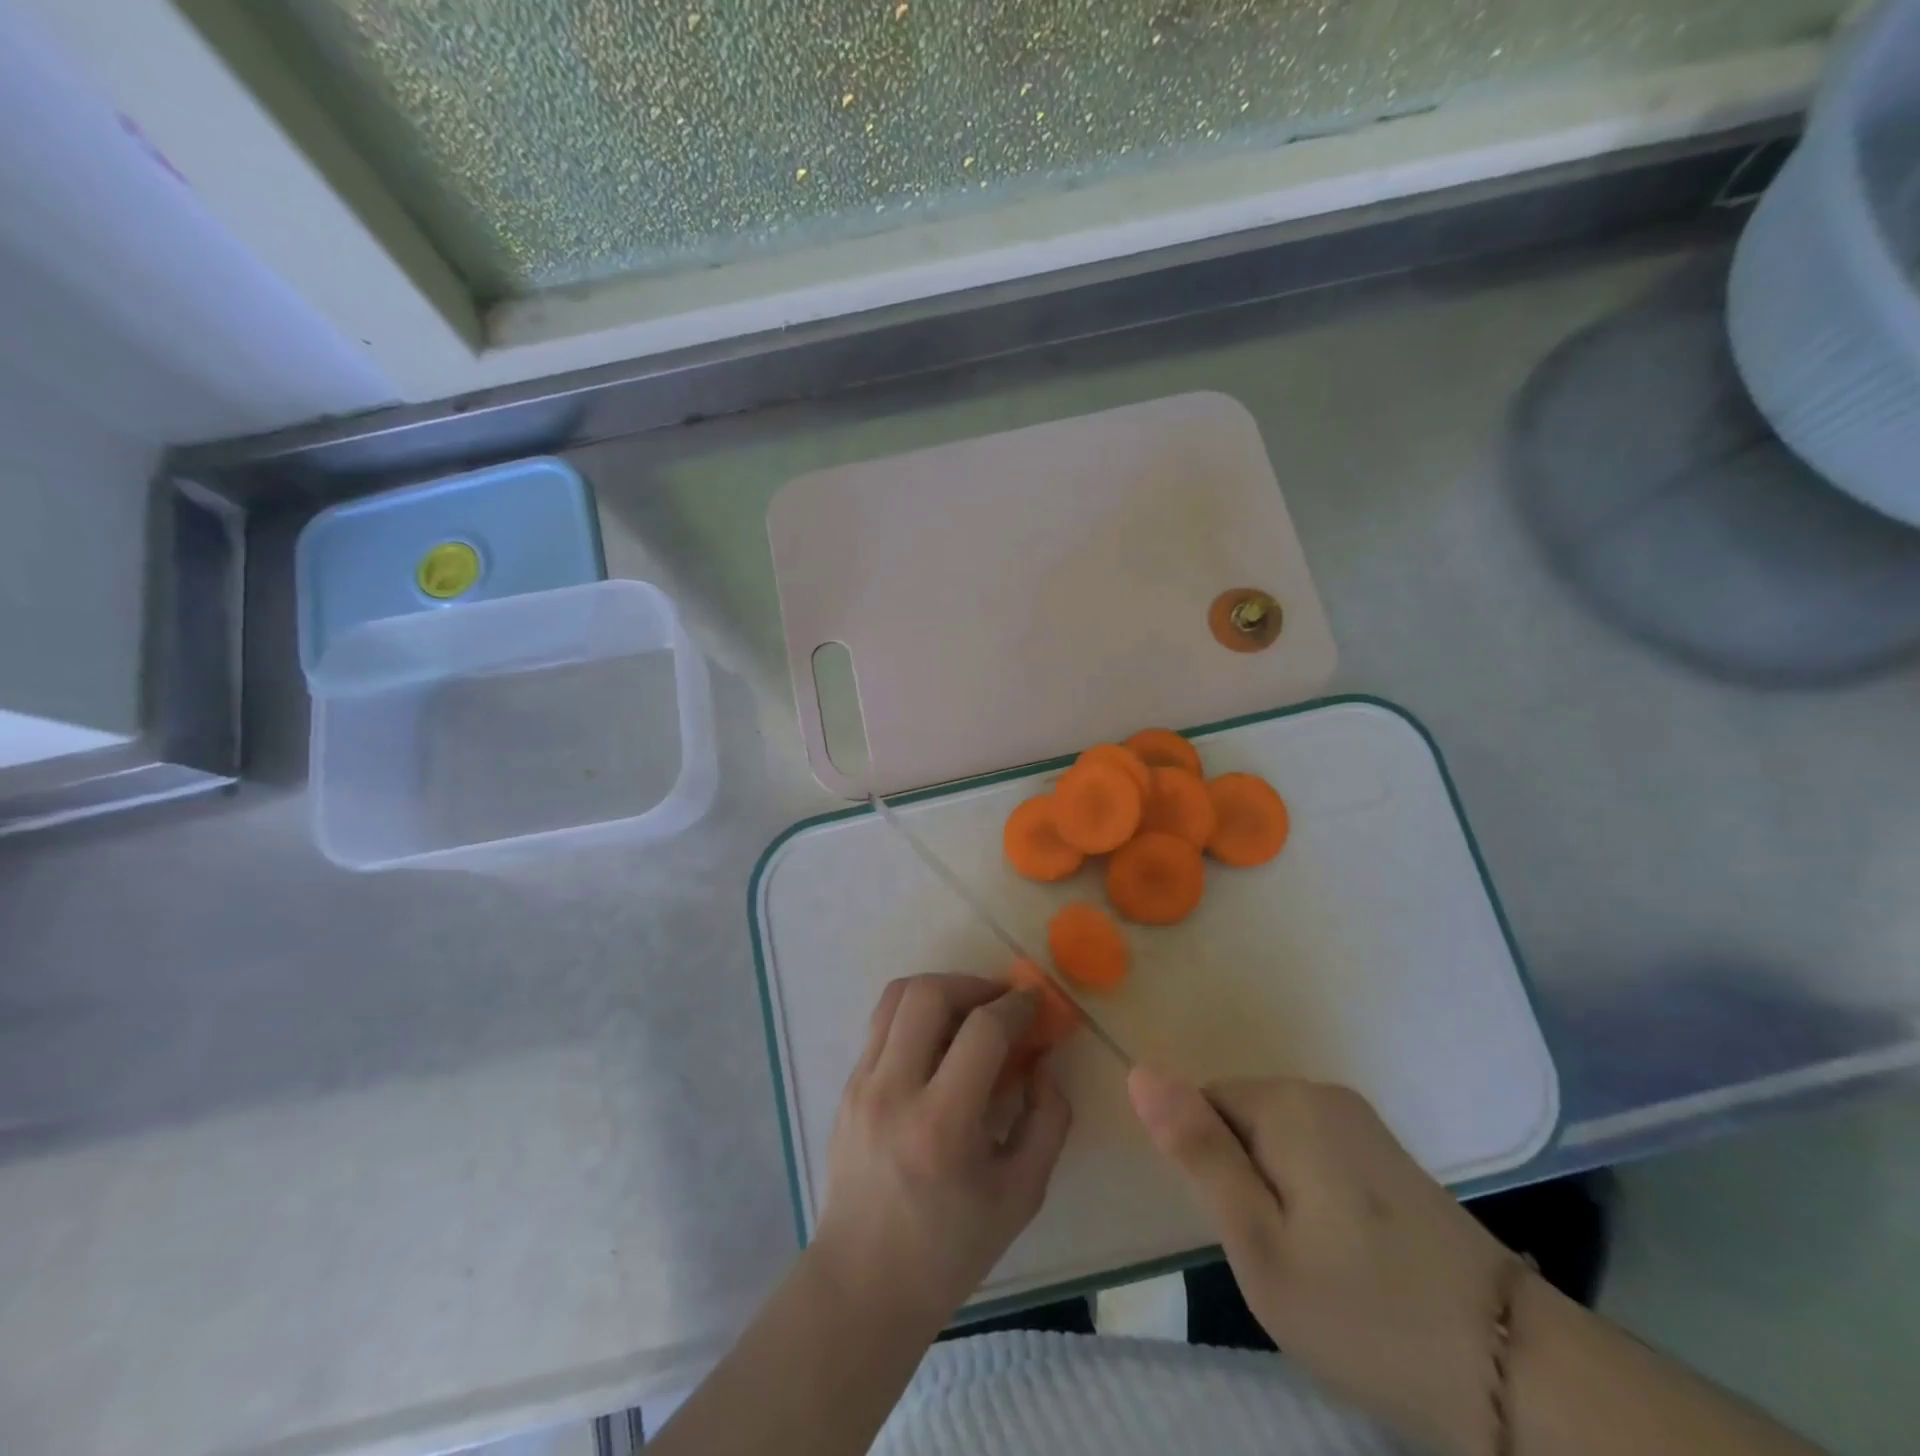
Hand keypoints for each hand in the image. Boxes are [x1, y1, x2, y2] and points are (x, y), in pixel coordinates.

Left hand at [814, 974, 1073, 1326]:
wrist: (863, 1284)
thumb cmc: (949, 1248)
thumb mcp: (1022, 1195)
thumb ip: (1048, 1121)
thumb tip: (1043, 1061)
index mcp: (941, 1125)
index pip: (982, 1031)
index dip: (1016, 1006)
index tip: (1035, 1005)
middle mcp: (893, 1091)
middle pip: (927, 993)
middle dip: (973, 983)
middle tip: (1000, 1001)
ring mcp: (861, 1085)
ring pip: (896, 996)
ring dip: (940, 989)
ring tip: (968, 1011)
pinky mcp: (846, 1086)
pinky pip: (882, 1024)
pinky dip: (915, 1015)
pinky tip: (939, 1043)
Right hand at [1129, 1068, 1515, 1455]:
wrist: (1513, 1371)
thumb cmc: (1364, 1310)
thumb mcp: (1258, 1243)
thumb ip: (1197, 1152)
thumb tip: (1140, 1071)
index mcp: (1286, 1103)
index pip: (1202, 1106)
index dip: (1209, 1171)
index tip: (1243, 1231)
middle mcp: (1322, 1092)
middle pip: (1239, 1119)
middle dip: (1240, 1180)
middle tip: (1277, 1258)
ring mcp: (1360, 1121)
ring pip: (1274, 1141)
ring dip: (1273, 1192)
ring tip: (1312, 1263)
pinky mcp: (1385, 1153)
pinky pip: (1312, 1154)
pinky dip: (1309, 1197)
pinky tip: (1345, 1255)